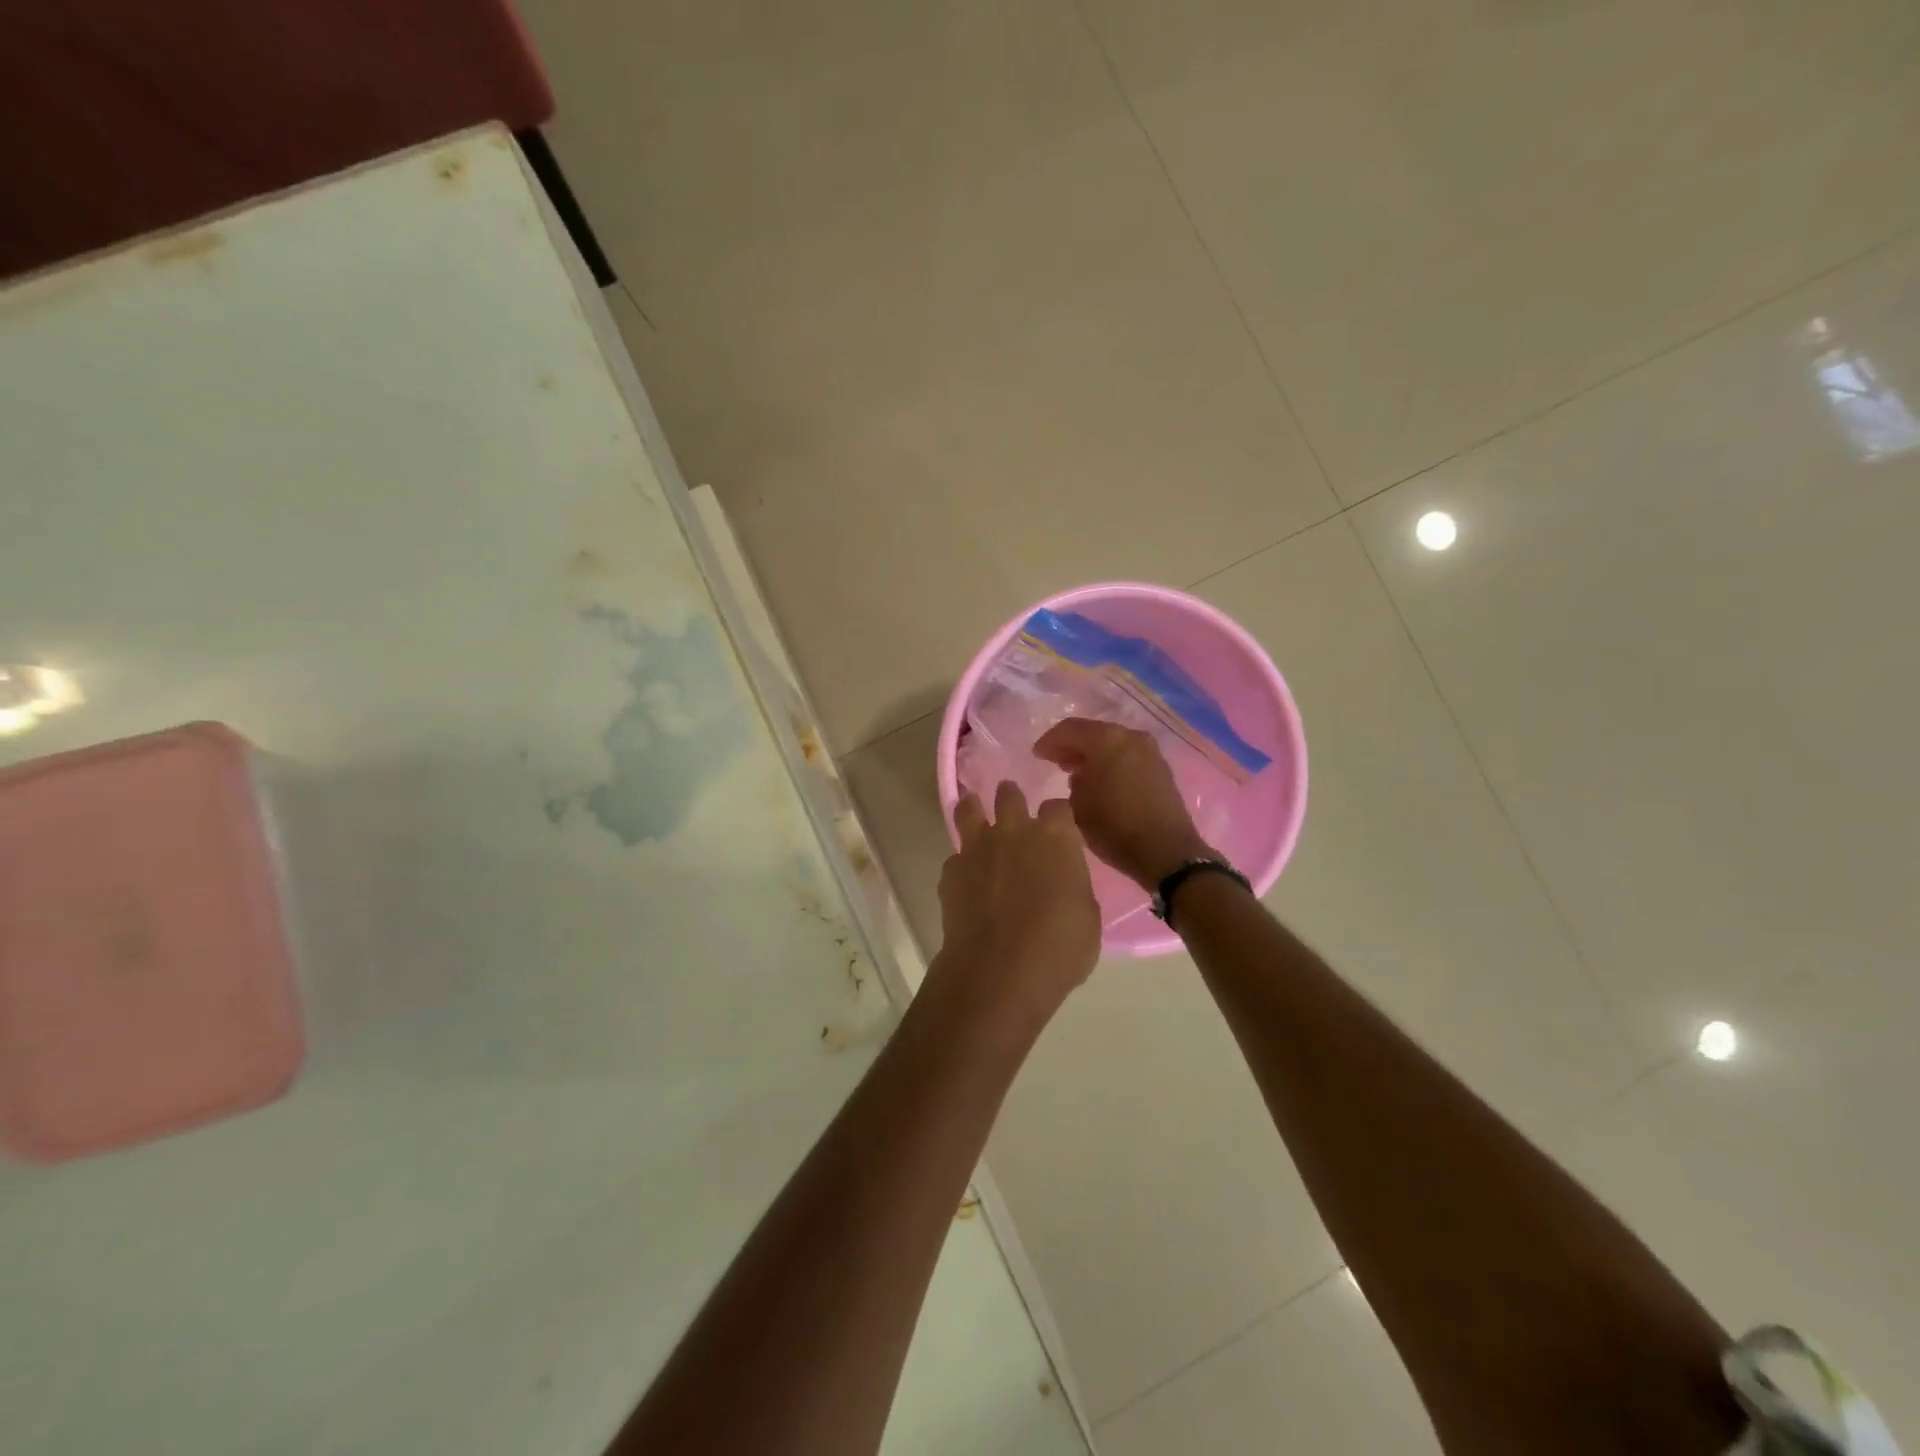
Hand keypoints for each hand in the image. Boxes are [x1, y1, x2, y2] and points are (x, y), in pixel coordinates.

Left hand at [932, 781, 1101, 1035]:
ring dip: (974, 809)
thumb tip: (1061, 882)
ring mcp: (977, 848)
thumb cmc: (1059, 947)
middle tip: (1015, 811)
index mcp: (1055, 837)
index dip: (1058, 817)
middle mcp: (1014, 831)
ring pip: (969, 809)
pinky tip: (966, 881)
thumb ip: (1072, 886)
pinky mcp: (951, 871)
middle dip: (1012, 798)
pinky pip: (955, 857)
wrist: (1000, 970)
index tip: (1060, 829)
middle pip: (1009, 794)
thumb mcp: (1087, 916)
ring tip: (976, 814)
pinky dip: (962, 865)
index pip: (1058, 806)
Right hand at [1033, 718, 1212, 889]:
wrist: (1166, 851)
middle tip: (1054, 762)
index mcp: (1107, 740)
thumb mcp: (1078, 806)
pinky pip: (1127, 756)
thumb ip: (1073, 782)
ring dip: (1092, 755)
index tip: (1036, 755)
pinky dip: (1111, 762)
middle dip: (1072, 746)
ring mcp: (1149, 751)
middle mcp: (1130, 737)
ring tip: (1075, 774)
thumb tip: (1078, 774)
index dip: (1050, 741)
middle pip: (1093, 733)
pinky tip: (1101, 781)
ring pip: (1112, 744)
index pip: (1070, 729)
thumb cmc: (1115, 827)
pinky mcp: (1160, 768)